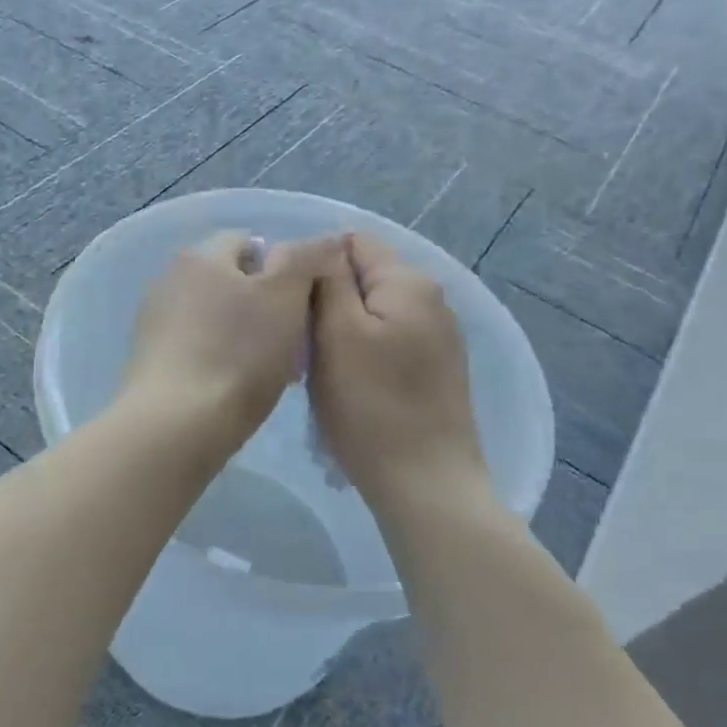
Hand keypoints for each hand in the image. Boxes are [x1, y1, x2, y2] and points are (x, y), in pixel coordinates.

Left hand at [123, 231, 343, 458]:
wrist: (176, 425)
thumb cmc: (238, 354)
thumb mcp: (285, 296)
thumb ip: (305, 258)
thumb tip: (323, 239)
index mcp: (200, 256)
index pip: (248, 242)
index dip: (282, 268)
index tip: (301, 304)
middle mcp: (169, 279)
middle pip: (229, 281)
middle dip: (262, 304)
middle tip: (290, 341)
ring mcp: (154, 321)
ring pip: (213, 316)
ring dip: (241, 333)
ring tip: (267, 370)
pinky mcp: (148, 359)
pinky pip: (194, 347)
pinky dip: (216, 358)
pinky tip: (232, 387)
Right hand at [309, 232, 487, 507]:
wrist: (424, 483)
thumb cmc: (371, 405)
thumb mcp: (337, 333)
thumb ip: (327, 279)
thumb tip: (320, 244)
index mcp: (408, 282)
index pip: (351, 243)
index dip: (313, 265)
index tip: (289, 303)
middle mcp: (431, 299)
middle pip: (362, 279)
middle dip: (326, 302)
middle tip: (300, 342)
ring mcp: (437, 337)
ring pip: (371, 314)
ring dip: (340, 333)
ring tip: (318, 368)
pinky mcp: (435, 370)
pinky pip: (386, 343)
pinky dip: (361, 355)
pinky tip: (348, 388)